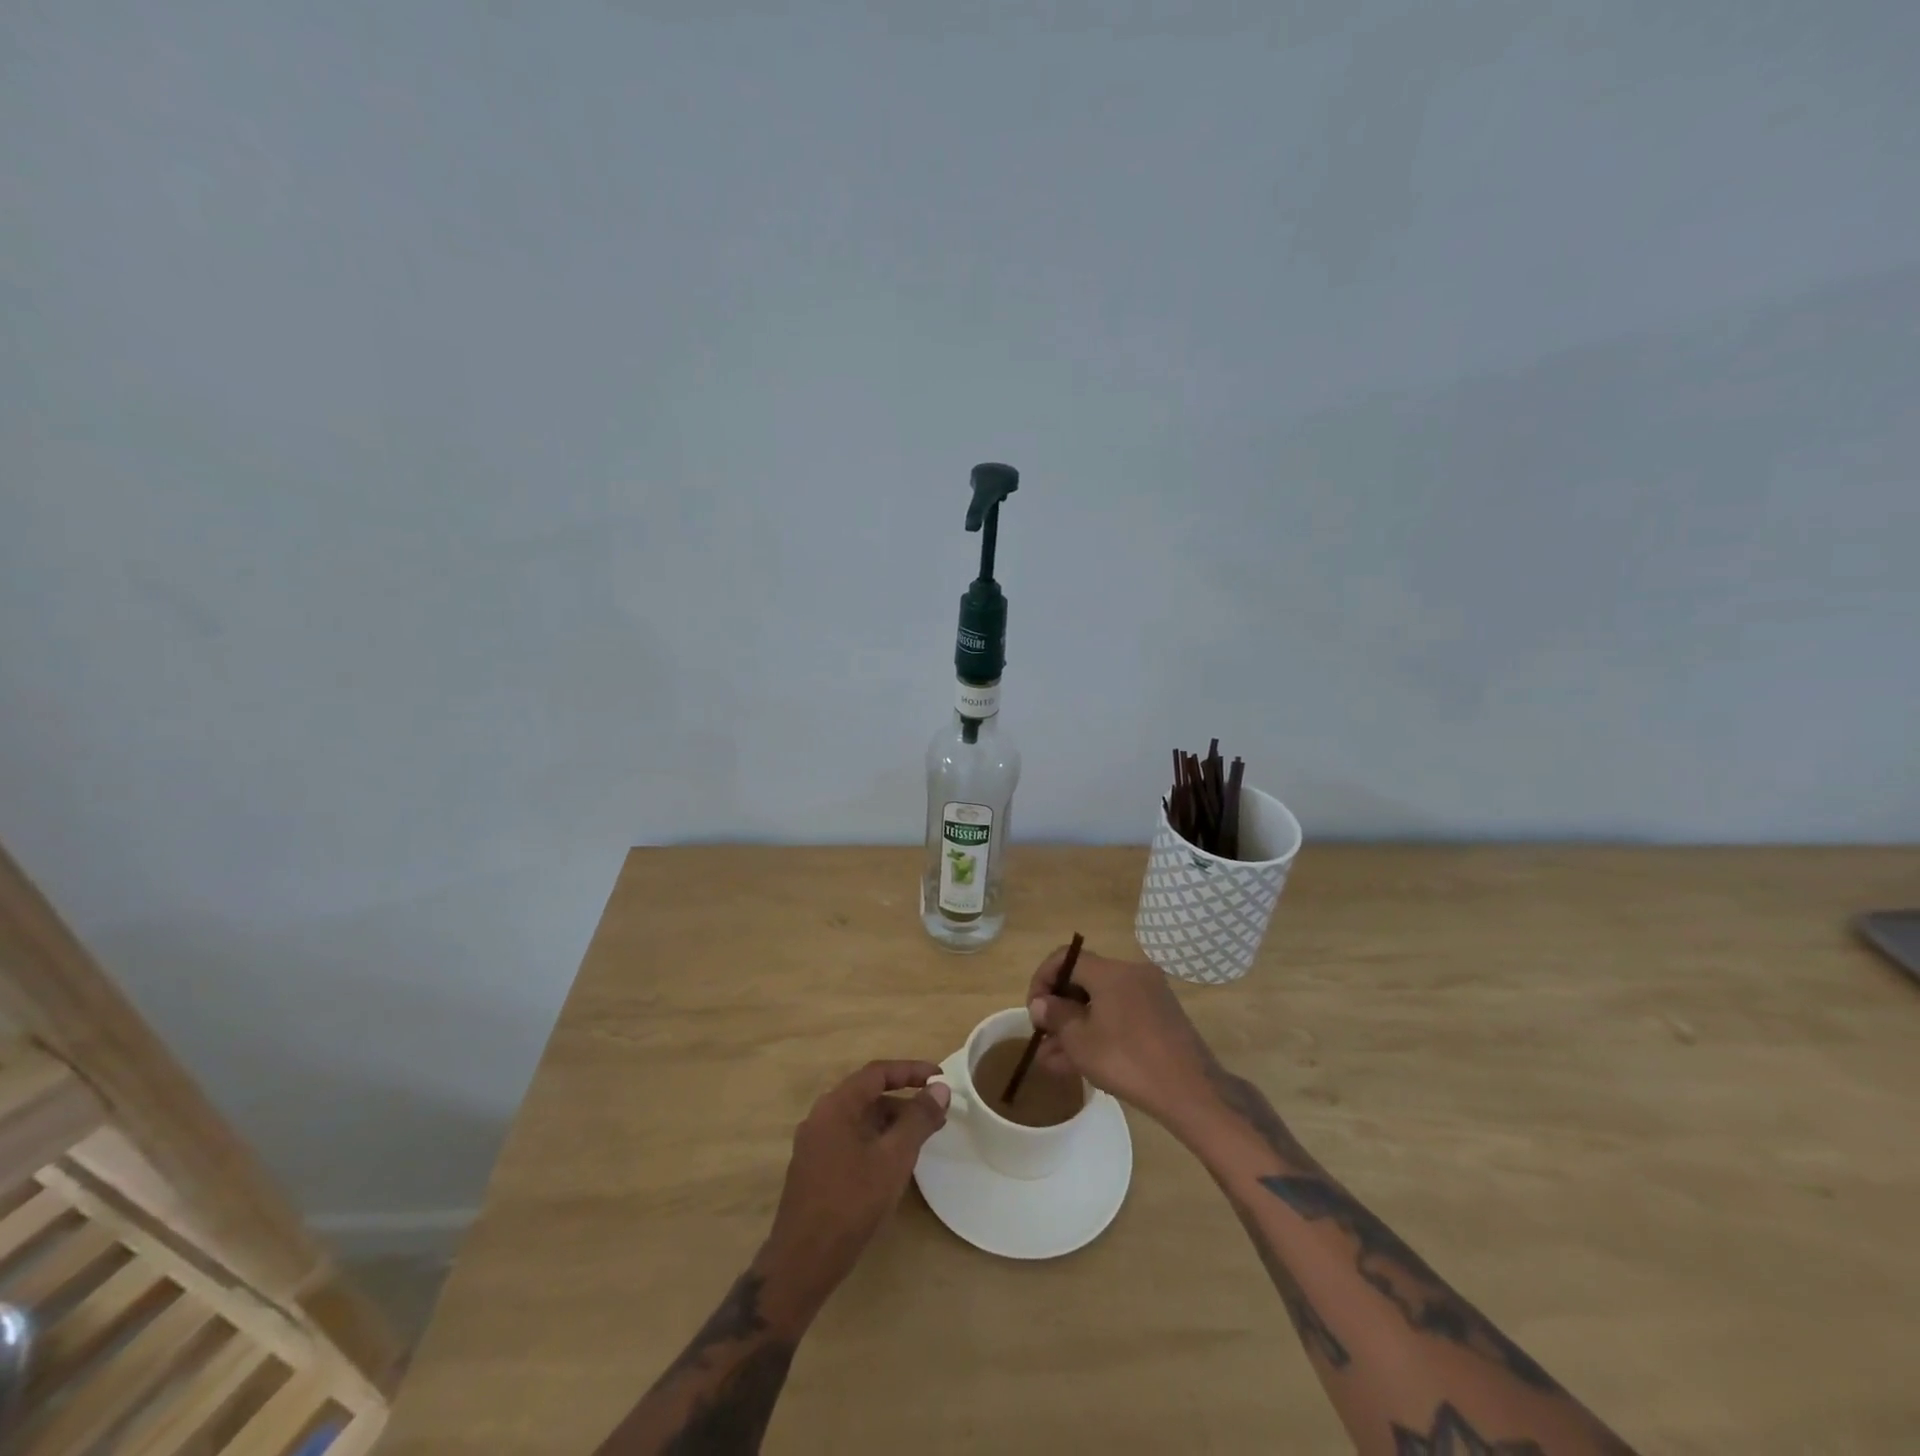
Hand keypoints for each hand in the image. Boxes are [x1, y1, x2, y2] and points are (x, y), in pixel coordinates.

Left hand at [760, 1060, 948, 1321]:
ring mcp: (815, 1144)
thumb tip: (940, 1089)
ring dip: (892, 1123)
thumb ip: (918, 1120)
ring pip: (860, 1120)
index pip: (877, 1073)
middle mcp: (821, 1117)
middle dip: (904, 1100)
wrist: (802, 1263)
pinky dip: (877, 1141)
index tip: (939, 1077)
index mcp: (836, 1106)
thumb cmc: (851, 1203)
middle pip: (868, 1095)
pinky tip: (894, 1164)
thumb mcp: (893, 1159)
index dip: (911, 1071)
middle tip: (936, 1112)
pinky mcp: (815, 1169)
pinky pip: (851, 1140)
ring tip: (922, 1139)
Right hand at [1025, 946, 1217, 1127]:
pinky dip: (1101, 1030)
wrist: (1191, 1091)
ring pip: (1102, 1002)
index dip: (1043, 979)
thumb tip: (1042, 1003)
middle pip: (1085, 980)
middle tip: (1044, 1036)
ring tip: (1054, 1059)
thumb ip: (1056, 1016)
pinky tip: (1083, 1061)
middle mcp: (1132, 973)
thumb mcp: (1081, 1041)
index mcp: (1111, 971)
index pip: (1066, 958)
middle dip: (1060, 1009)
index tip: (1034, 1009)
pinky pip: (1122, 1014)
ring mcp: (1150, 994)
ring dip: (1078, 1025)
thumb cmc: (1128, 1061)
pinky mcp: (1162, 1015)